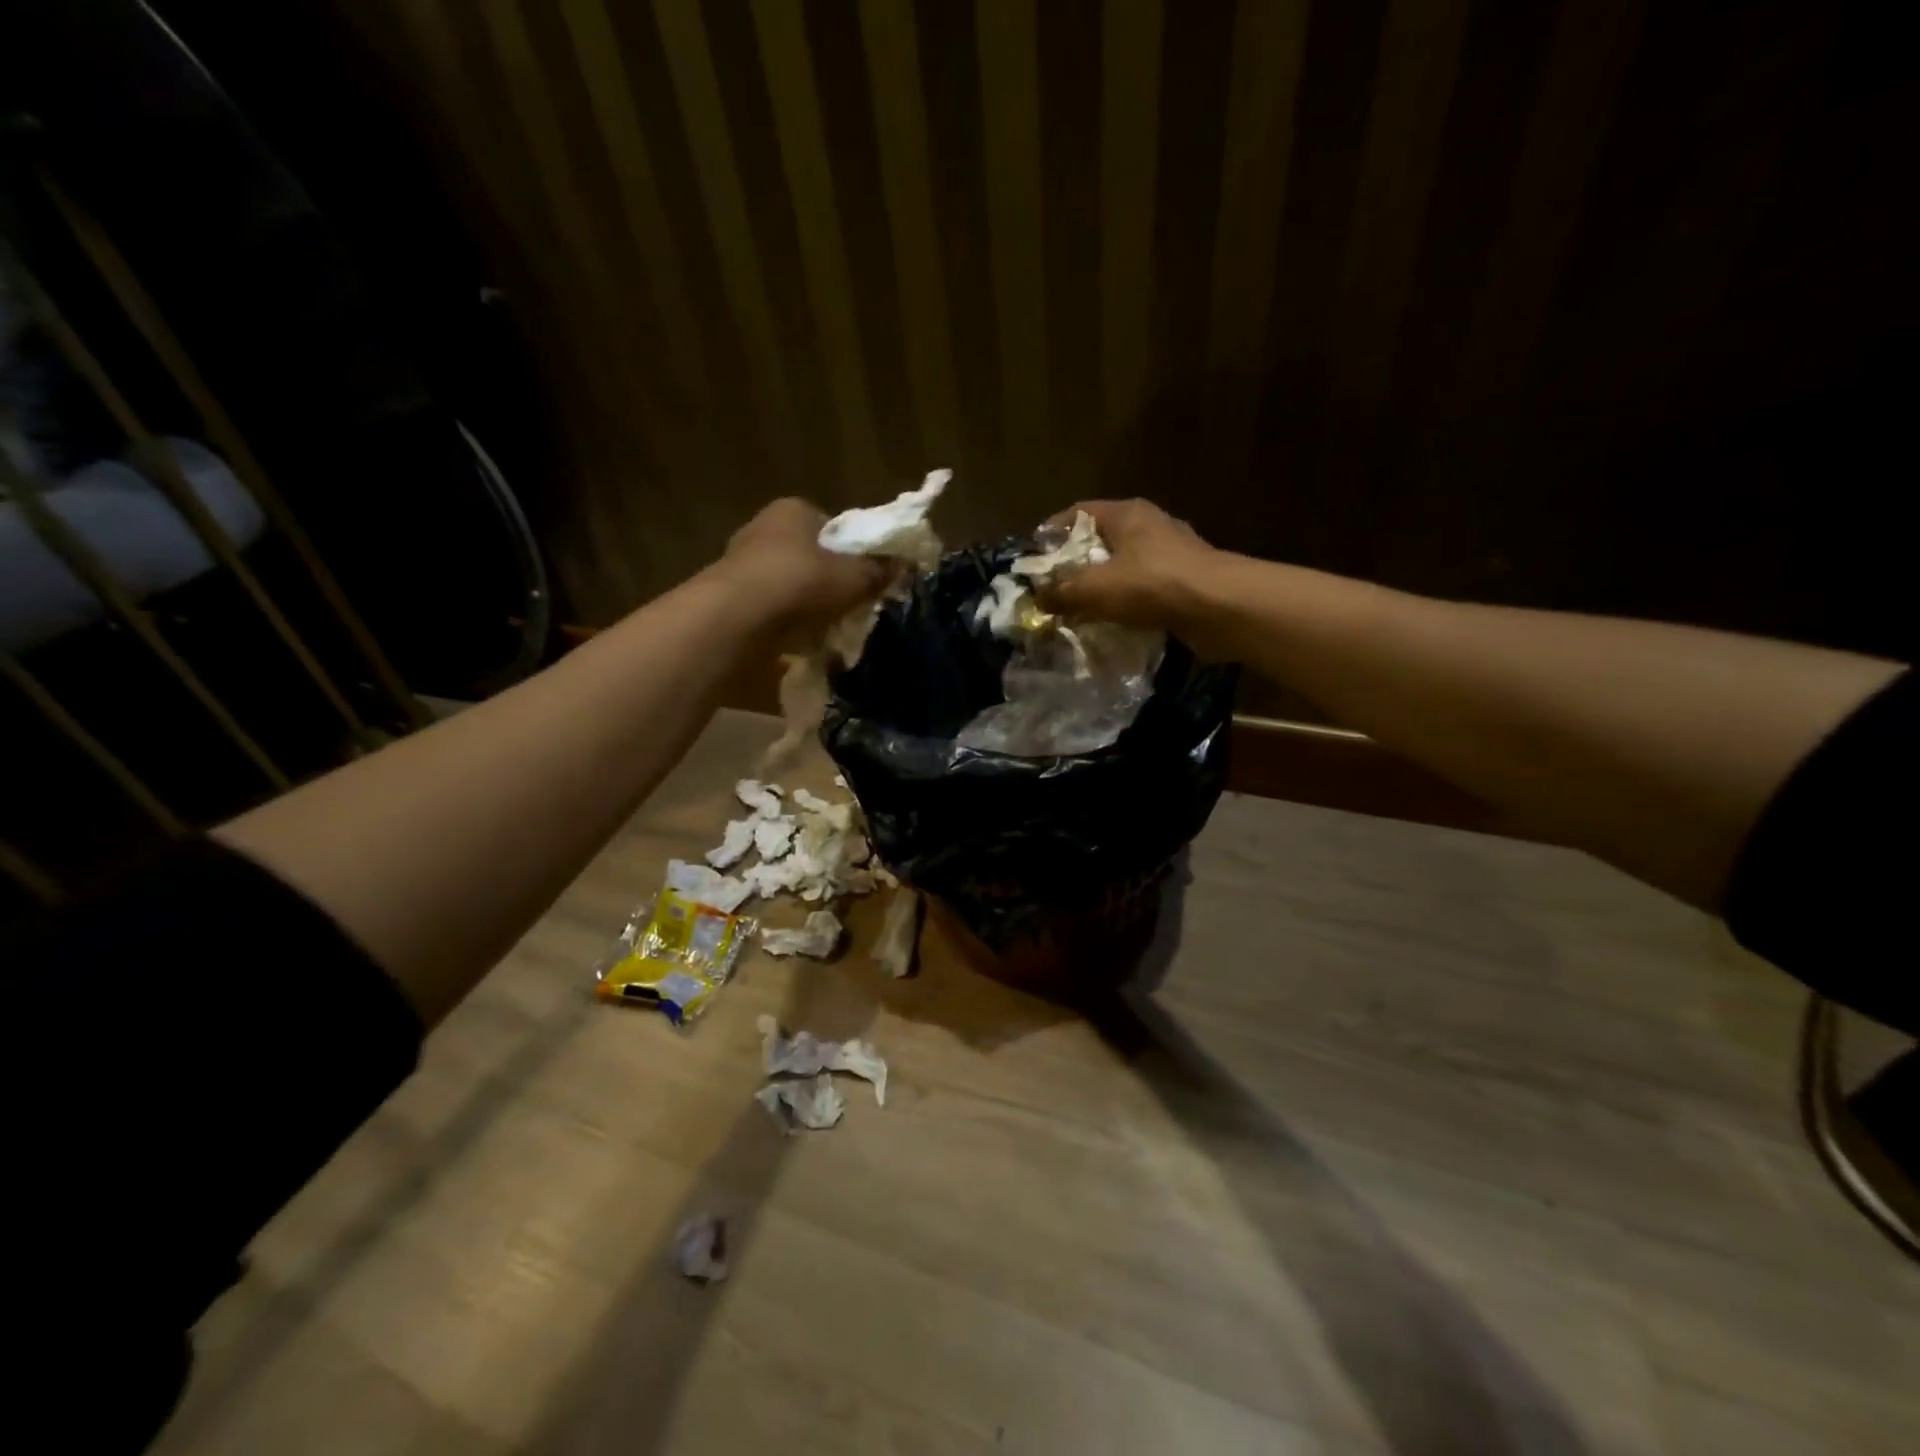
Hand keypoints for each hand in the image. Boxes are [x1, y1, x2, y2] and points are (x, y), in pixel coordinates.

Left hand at [715, 498, 891, 645]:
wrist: (739, 617)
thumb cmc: (802, 582)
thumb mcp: (855, 577)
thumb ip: (879, 570)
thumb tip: (905, 565)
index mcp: (794, 510)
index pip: (832, 527)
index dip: (852, 553)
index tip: (864, 579)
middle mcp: (763, 528)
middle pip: (809, 556)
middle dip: (828, 582)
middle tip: (849, 607)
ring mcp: (741, 563)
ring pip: (789, 584)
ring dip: (806, 605)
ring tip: (826, 630)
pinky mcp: (730, 597)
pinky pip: (770, 609)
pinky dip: (785, 623)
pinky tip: (799, 642)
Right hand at [1036, 499, 1225, 642]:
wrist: (1220, 607)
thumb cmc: (1153, 585)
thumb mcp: (1096, 589)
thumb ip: (1062, 592)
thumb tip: (1037, 599)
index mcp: (1126, 514)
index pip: (1078, 512)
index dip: (1052, 533)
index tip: (1032, 559)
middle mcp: (1149, 526)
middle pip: (1100, 540)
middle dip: (1074, 565)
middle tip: (1050, 590)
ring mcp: (1169, 554)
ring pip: (1122, 567)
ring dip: (1100, 588)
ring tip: (1075, 611)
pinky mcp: (1183, 582)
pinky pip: (1142, 590)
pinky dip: (1124, 604)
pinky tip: (1110, 624)